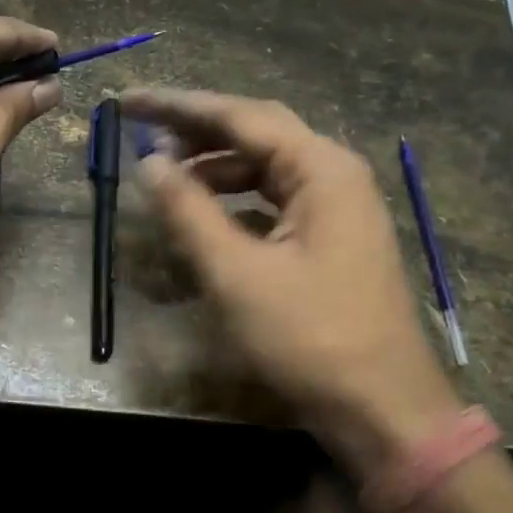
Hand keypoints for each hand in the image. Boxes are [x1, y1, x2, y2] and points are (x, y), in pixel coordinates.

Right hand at [121, 88, 458, 481]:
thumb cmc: (309, 338)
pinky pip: (275, 196)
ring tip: (164, 173)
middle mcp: (335, 173)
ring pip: (266, 165)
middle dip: (196, 127)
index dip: (177, 106)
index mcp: (321, 169)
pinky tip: (205, 209)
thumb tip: (149, 161)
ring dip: (214, 163)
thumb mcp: (236, 273)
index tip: (127, 102)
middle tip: (140, 128)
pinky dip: (235, 195)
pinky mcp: (332, 236)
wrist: (384, 411)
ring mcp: (338, 206)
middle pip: (256, 131)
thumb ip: (188, 210)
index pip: (240, 116)